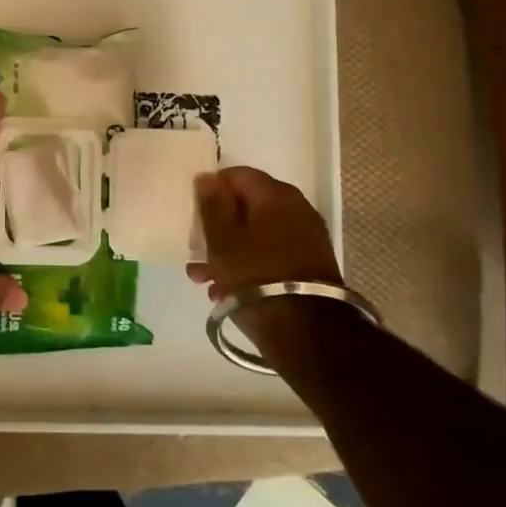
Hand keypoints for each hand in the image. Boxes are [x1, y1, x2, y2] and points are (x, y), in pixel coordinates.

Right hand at [187, 166, 341, 300]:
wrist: (308, 332)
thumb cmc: (256, 276)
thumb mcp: (222, 240)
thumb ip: (212, 205)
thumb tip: (208, 178)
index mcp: (275, 194)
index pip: (237, 174)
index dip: (212, 189)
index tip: (195, 212)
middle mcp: (297, 209)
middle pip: (248, 206)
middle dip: (219, 226)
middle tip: (197, 249)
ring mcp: (307, 238)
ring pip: (257, 234)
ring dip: (230, 251)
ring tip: (205, 279)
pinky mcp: (311, 265)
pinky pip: (271, 254)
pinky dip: (250, 265)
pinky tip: (227, 291)